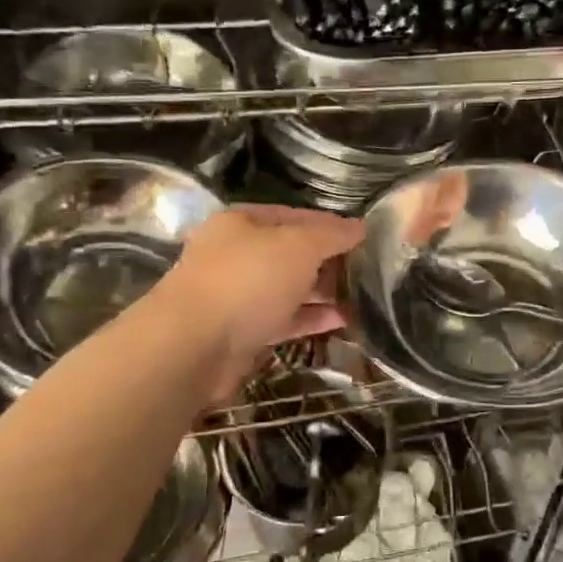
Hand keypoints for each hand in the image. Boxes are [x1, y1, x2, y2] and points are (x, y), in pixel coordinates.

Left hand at [156, 205, 363, 401]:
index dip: (330, 224)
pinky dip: (311, 319)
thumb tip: (361, 226)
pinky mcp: (242, 332)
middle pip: (291, 253)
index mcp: (242, 223)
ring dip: (323, 292)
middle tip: (368, 271)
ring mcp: (237, 295)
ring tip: (362, 298)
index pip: (295, 215)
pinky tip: (342, 321)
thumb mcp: (299, 246)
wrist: (194, 345)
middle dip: (328, 261)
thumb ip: (332, 235)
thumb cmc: (248, 280)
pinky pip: (284, 319)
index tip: (365, 238)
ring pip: (288, 288)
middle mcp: (236, 255)